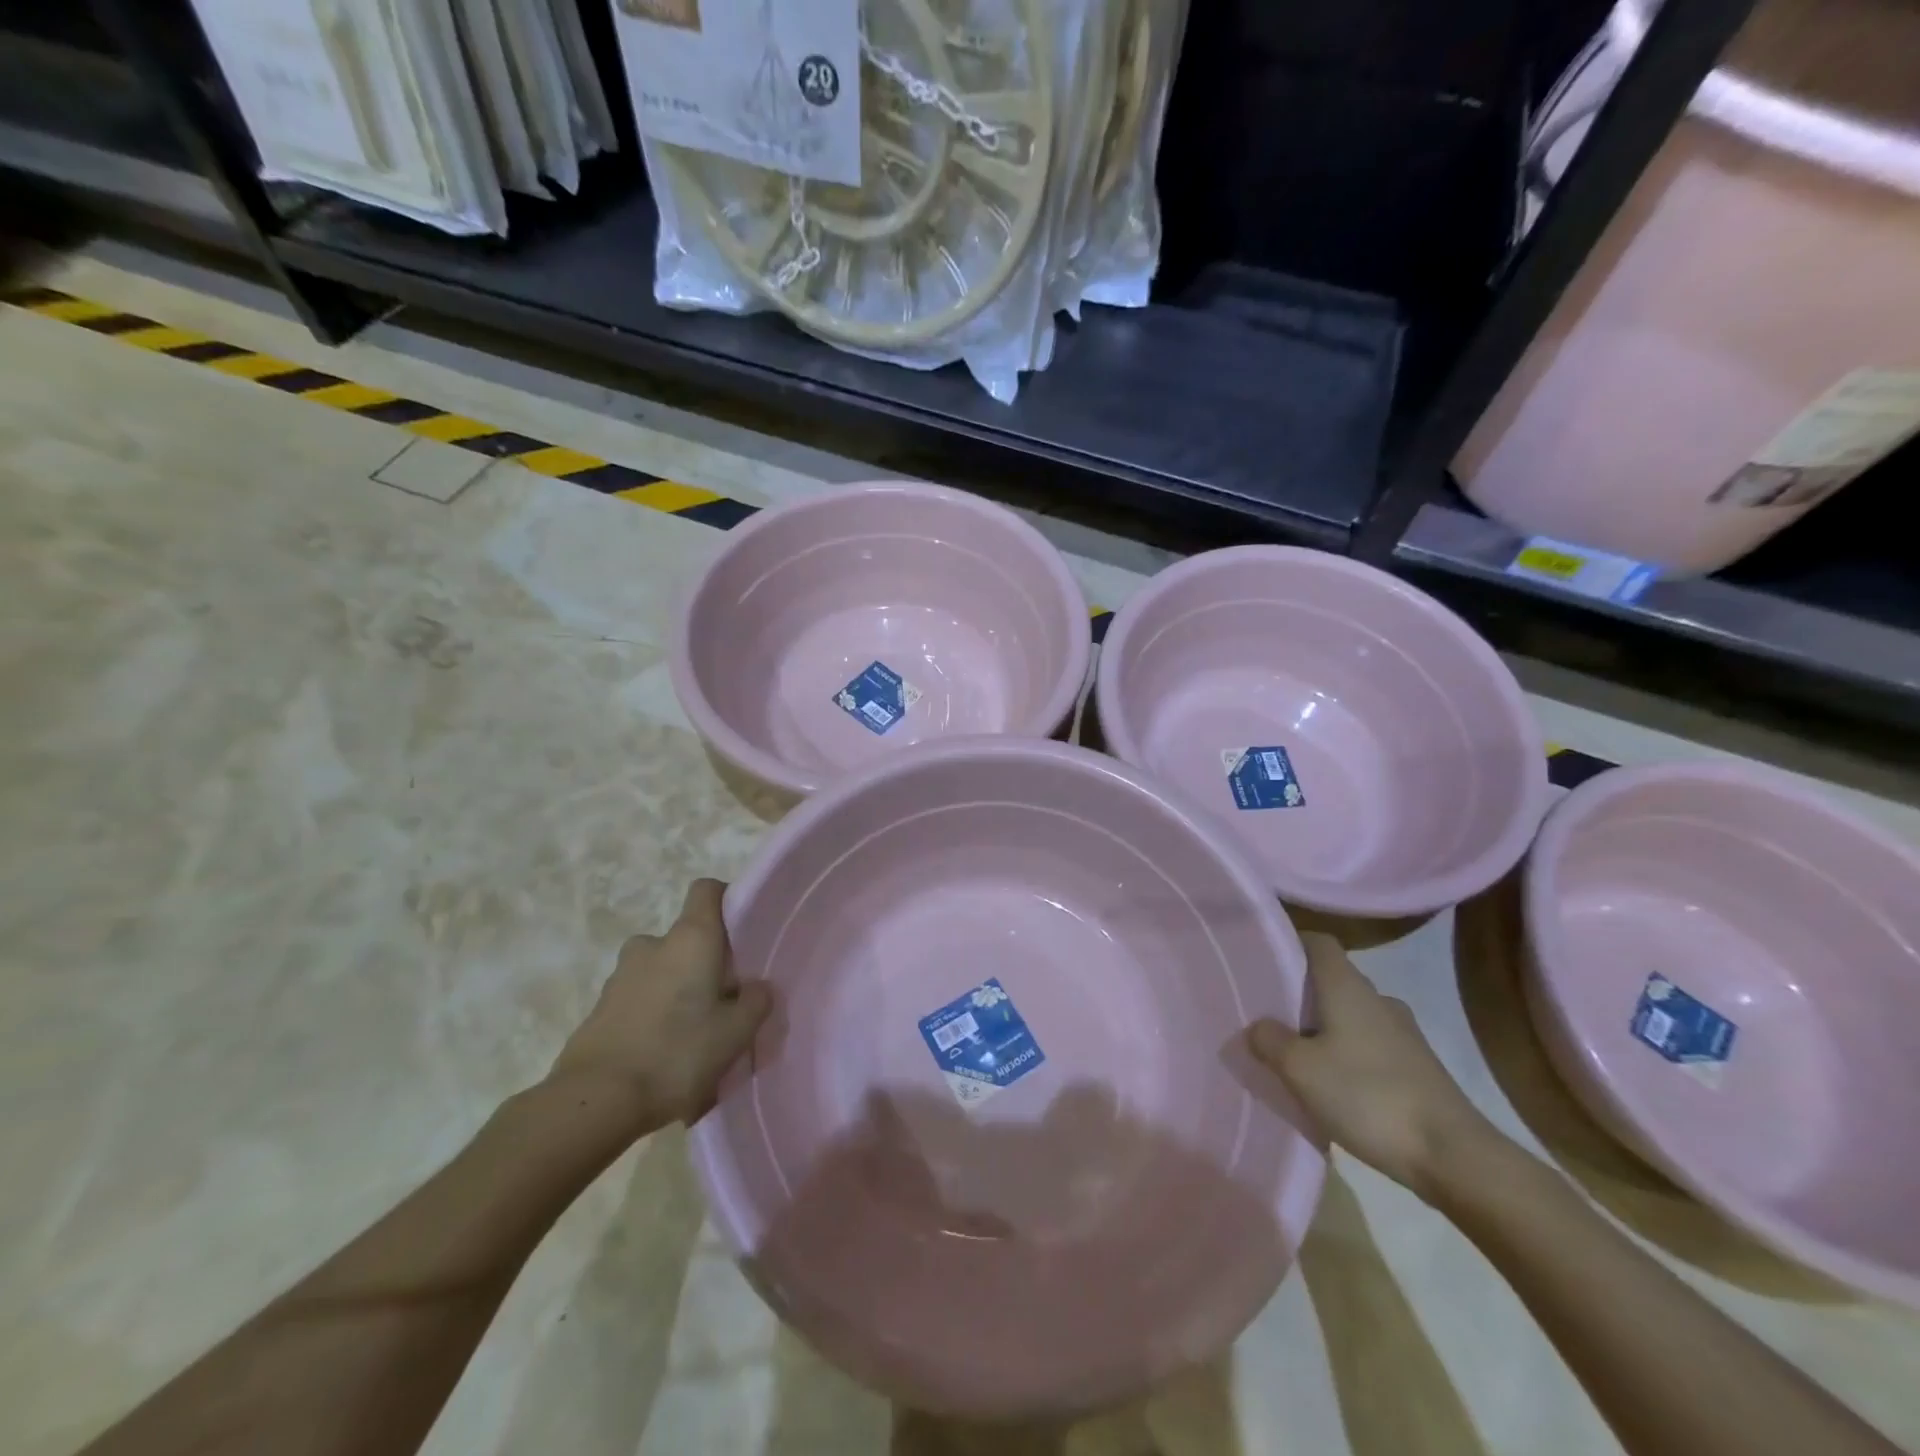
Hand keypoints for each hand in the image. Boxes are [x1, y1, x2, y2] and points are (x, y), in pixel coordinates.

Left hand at [549, 879, 771, 1129]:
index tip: (742, 932)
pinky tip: (663, 1057)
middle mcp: (653, 945)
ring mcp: (620, 976)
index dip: (726, 901)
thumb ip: (756, 1002)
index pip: (707, 890)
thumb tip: (758, 986)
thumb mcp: (736, 1033)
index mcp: (690, 938)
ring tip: (693, 1035)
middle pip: (686, 938)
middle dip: (704, 961)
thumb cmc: (677, 1054)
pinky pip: (639, 1000)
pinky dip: (653, 1016)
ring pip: (661, 971)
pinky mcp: (599, 1009)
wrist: (595, 1102)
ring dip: (677, 990)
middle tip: (722, 998)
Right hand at [1248, 933, 1493, 1201]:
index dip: (1290, 944)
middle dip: (1299, 994)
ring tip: (1294, 1056)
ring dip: (1322, 1029)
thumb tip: (1258, 1026)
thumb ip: (1269, 1040)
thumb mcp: (1299, 1068)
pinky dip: (1346, 1055)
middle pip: (1331, 980)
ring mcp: (1403, 1034)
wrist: (1454, 1157)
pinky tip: (1331, 1086)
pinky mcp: (1417, 1067)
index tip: (1262, 961)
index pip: (1318, 942)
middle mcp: (1377, 998)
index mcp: (1347, 986)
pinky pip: (1368, 1046)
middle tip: (1266, 1015)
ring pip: (1350, 1015)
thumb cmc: (1367, 1096)